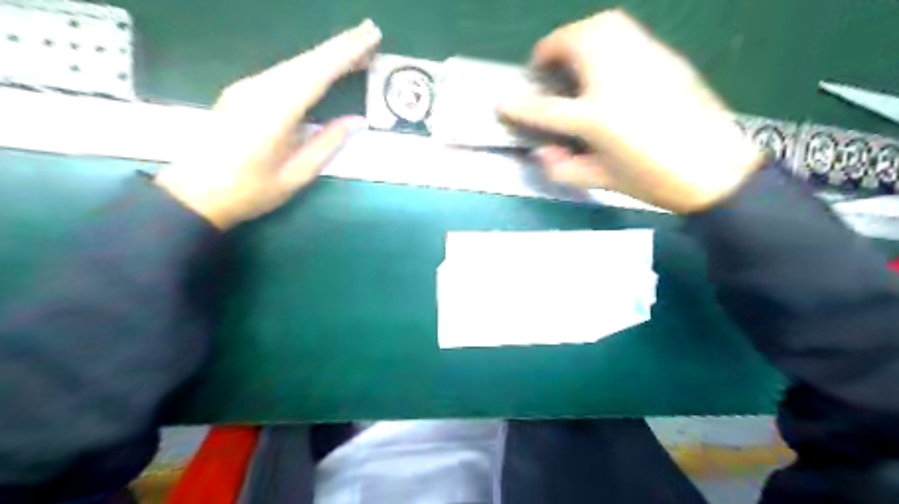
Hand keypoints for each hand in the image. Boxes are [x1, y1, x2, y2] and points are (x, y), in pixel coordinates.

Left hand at [156, 20, 380, 226]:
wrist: (194, 194)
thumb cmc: (249, 191)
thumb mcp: (296, 175)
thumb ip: (327, 143)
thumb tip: (356, 120)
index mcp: (276, 110)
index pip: (317, 73)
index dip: (346, 54)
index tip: (371, 36)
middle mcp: (260, 89)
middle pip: (306, 60)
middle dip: (341, 45)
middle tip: (371, 33)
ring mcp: (247, 88)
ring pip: (294, 63)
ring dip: (326, 54)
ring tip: (356, 48)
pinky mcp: (242, 93)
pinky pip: (283, 72)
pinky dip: (309, 65)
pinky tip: (323, 67)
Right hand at [503, 12, 760, 212]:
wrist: (716, 169)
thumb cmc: (653, 179)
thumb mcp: (601, 180)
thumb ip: (564, 168)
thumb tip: (543, 153)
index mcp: (597, 117)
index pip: (544, 107)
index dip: (518, 105)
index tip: (501, 100)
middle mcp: (616, 79)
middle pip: (574, 44)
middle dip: (550, 50)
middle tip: (546, 69)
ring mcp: (643, 61)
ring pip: (602, 25)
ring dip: (578, 36)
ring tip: (573, 59)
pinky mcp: (664, 57)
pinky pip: (627, 32)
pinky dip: (606, 38)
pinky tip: (607, 63)